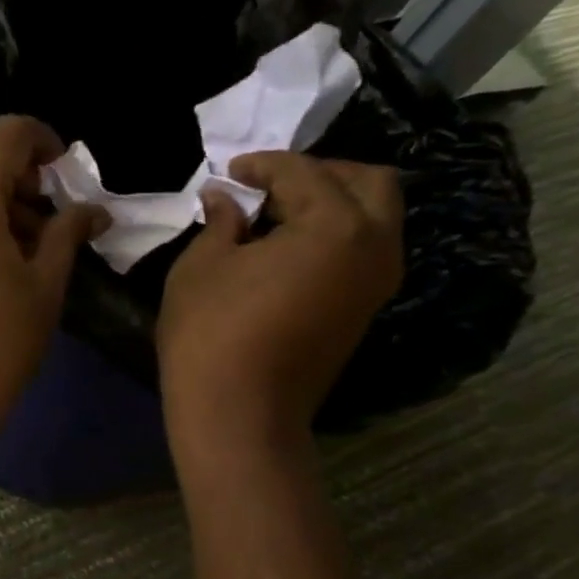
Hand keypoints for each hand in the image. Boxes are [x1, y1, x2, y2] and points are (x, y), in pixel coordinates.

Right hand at [158, 151, 401, 455]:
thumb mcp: (201, 266)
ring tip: (278, 216)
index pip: (303, 173)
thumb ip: (220, 222)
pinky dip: (336, 235)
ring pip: (375, 217)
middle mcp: (374, 245)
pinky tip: (289, 249)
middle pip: (368, 182)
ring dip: (333, 203)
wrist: (238, 412)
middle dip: (319, 173)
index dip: (262, 166)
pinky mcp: (365, 309)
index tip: (230, 171)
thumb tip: (225, 199)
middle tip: (269, 185)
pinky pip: (364, 250)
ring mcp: (377, 281)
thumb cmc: (210, 333)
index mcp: (335, 225)